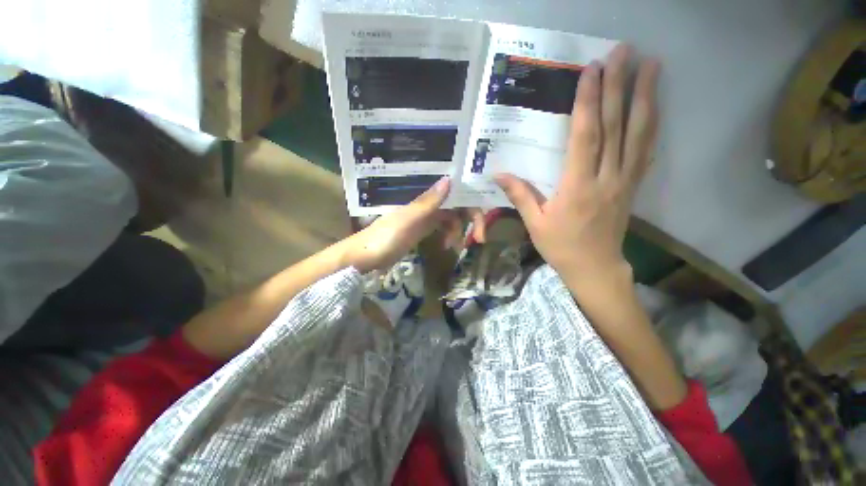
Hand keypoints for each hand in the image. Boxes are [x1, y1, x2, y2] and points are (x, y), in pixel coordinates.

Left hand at [344, 177, 485, 272]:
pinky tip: (447, 245)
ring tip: (456, 246)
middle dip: (471, 219)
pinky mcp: (423, 229)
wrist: (366, 256)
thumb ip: (428, 202)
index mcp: (424, 197)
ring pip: (452, 217)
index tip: (481, 223)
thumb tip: (450, 179)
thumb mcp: (408, 220)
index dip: (471, 203)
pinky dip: (449, 235)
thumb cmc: (385, 237)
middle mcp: (427, 202)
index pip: (455, 193)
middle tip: (479, 238)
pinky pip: (443, 228)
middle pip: (457, 205)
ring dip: (459, 230)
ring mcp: (425, 216)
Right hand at [495, 45, 659, 282]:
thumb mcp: (534, 224)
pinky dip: (652, 125)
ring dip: (645, 97)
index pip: (585, 137)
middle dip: (619, 86)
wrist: (595, 267)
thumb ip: (520, 195)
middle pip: (615, 127)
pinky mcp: (633, 186)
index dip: (589, 102)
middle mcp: (606, 178)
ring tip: (651, 65)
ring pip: (638, 134)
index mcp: (577, 187)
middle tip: (624, 52)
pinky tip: (655, 105)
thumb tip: (499, 174)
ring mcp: (625, 180)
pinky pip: (645, 150)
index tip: (591, 71)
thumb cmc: (561, 246)